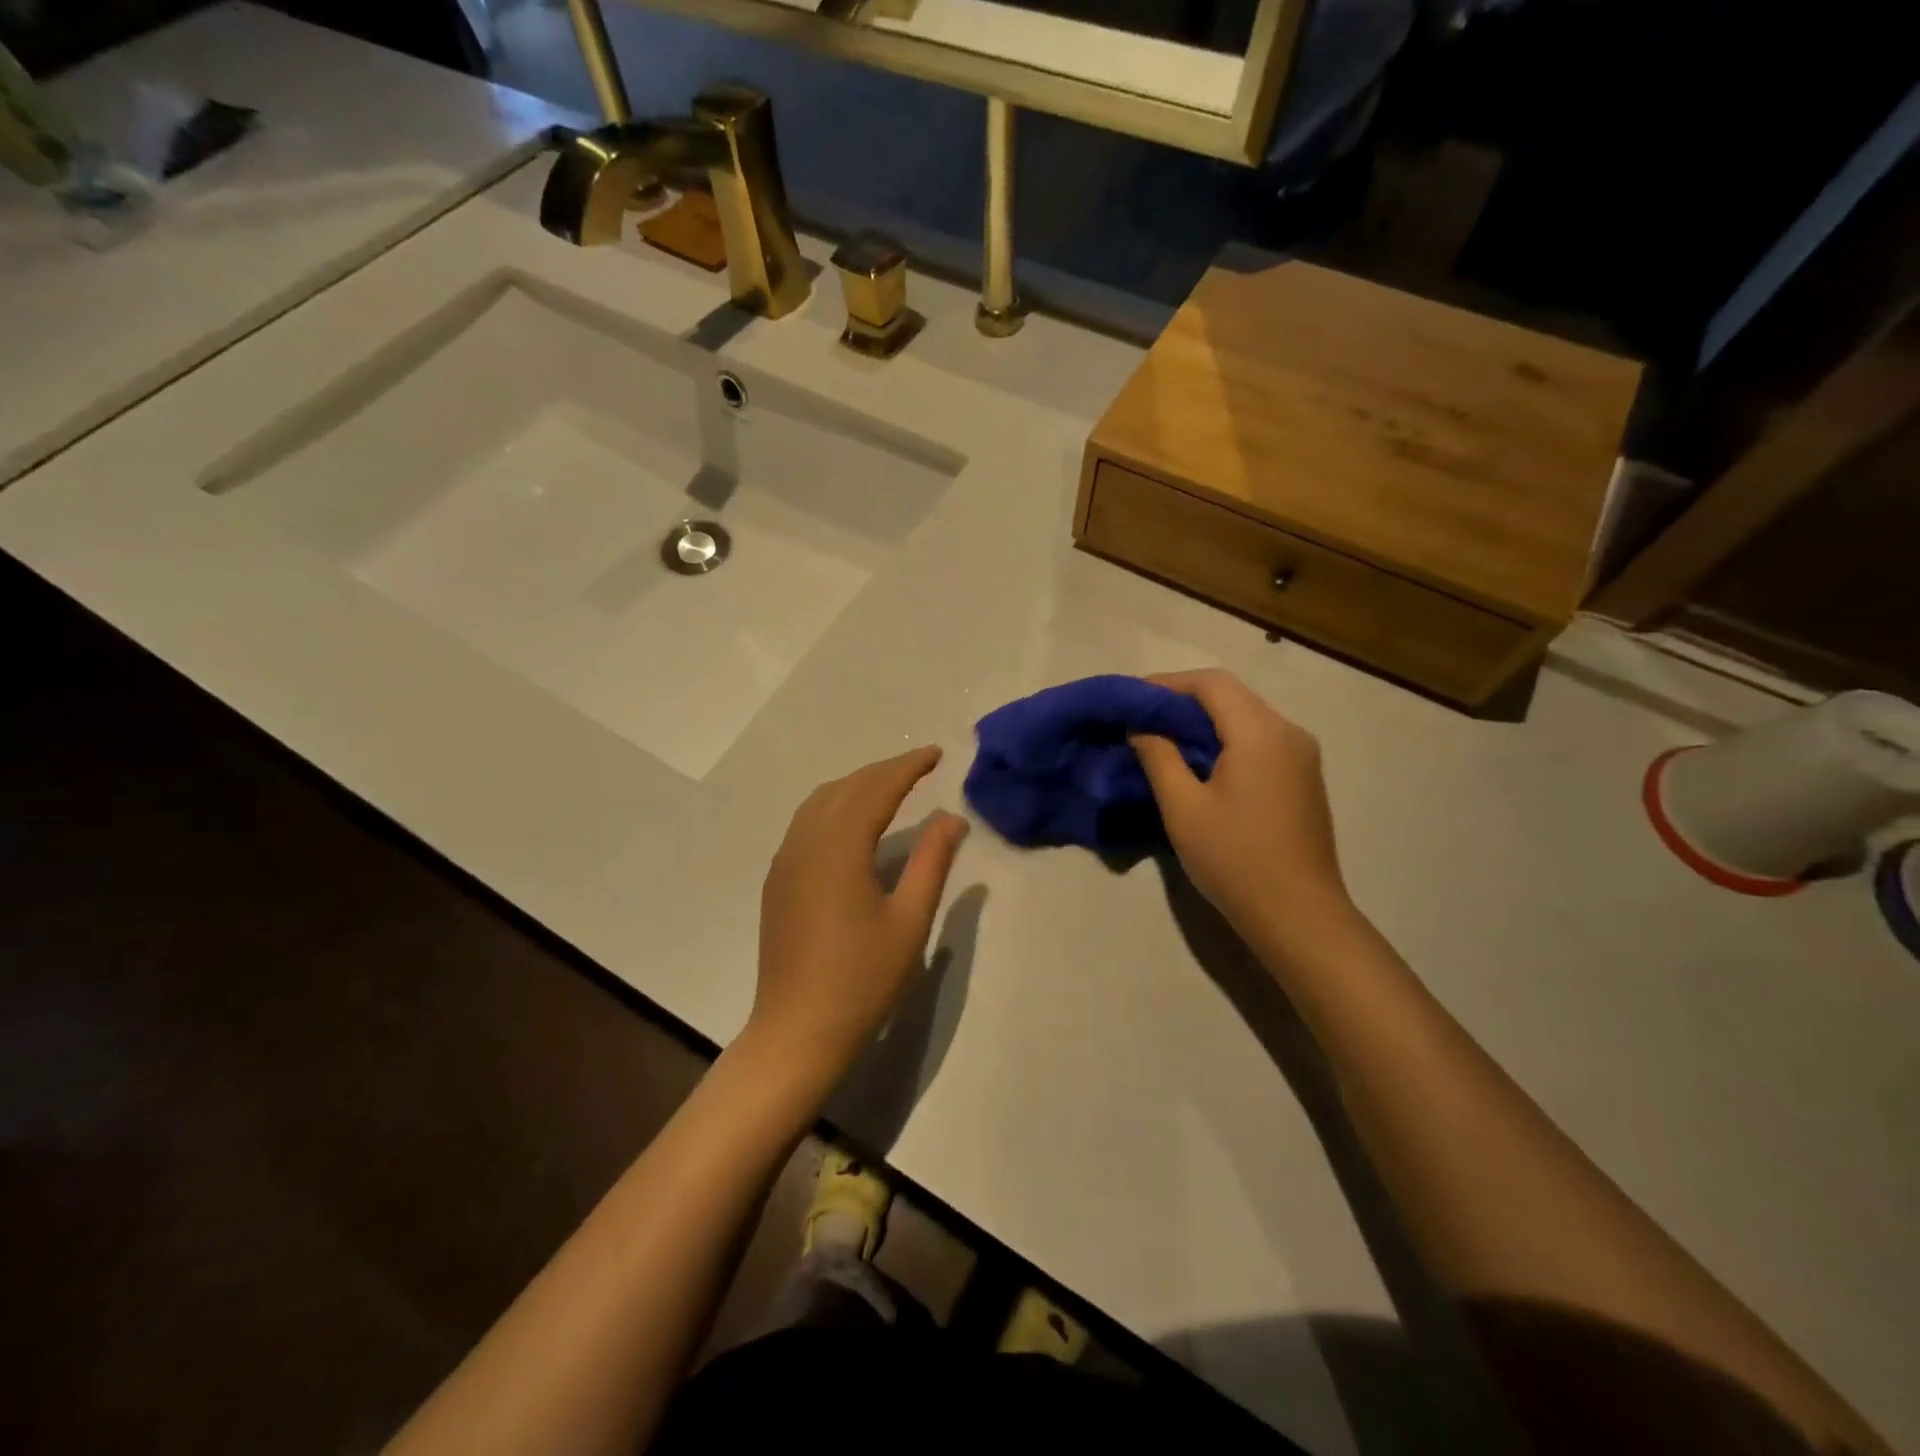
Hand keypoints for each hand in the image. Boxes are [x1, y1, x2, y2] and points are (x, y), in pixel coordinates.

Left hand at [747, 746, 968, 1087]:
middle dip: (883, 771)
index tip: (935, 753)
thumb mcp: (909, 921)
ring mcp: (785, 860)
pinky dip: (834, 806)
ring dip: (857, 785)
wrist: (797, 1030)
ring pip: (820, 802)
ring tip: (891, 787)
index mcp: (839, 848)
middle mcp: (805, 843)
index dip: (907, 766)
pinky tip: (853, 822)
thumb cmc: (862, 979)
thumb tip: (952, 818)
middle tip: (920, 766)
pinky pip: (806, 822)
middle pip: (846, 788)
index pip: (876, 789)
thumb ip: (932, 862)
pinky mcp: (777, 879)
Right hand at [1131, 669, 1349, 946]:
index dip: (1167, 684)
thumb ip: (1158, 756)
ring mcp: (1302, 755)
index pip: (1211, 683)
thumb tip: (1141, 727)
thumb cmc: (1235, 860)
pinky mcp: (1303, 778)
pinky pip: (1259, 740)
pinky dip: (1225, 740)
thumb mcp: (1183, 807)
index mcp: (1260, 733)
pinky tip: (1200, 763)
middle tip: (1141, 719)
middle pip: (1231, 696)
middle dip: (1183, 701)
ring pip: (1246, 717)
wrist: (1299, 915)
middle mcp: (1288, 732)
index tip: (1131, 700)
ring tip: (1162, 739)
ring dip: (1204, 721)